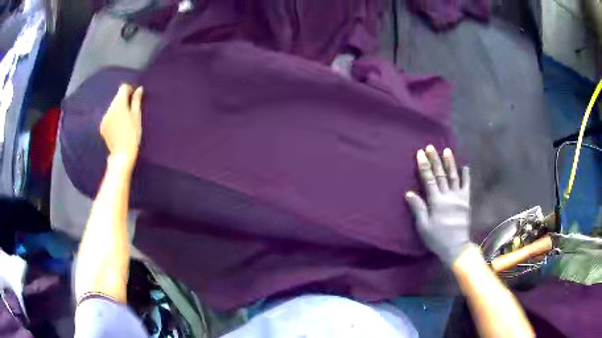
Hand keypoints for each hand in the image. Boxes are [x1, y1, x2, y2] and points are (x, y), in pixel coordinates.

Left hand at [100, 84, 142, 170]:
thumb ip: (136, 101)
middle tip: (131, 109)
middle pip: (117, 97)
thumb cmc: (133, 134)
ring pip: (112, 107)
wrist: (122, 154)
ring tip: (124, 120)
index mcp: (119, 103)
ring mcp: (104, 118)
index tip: (135, 97)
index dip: (130, 90)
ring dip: (118, 109)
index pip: (123, 88)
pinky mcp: (102, 126)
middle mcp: (109, 108)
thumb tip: (139, 89)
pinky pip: (108, 116)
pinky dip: (113, 118)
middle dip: (123, 100)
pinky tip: (118, 127)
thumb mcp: (137, 116)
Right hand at [405, 145, 471, 265]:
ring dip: (450, 163)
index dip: (424, 166)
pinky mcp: (466, 201)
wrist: (456, 247)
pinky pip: (466, 186)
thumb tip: (409, 193)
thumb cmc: (437, 238)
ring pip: (454, 176)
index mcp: (437, 202)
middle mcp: (448, 196)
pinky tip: (465, 166)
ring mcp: (459, 197)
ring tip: (447, 150)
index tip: (420, 153)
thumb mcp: (423, 227)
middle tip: (430, 147)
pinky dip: (466, 176)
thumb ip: (418, 209)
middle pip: (441, 175)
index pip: (429, 180)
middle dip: (435, 160)